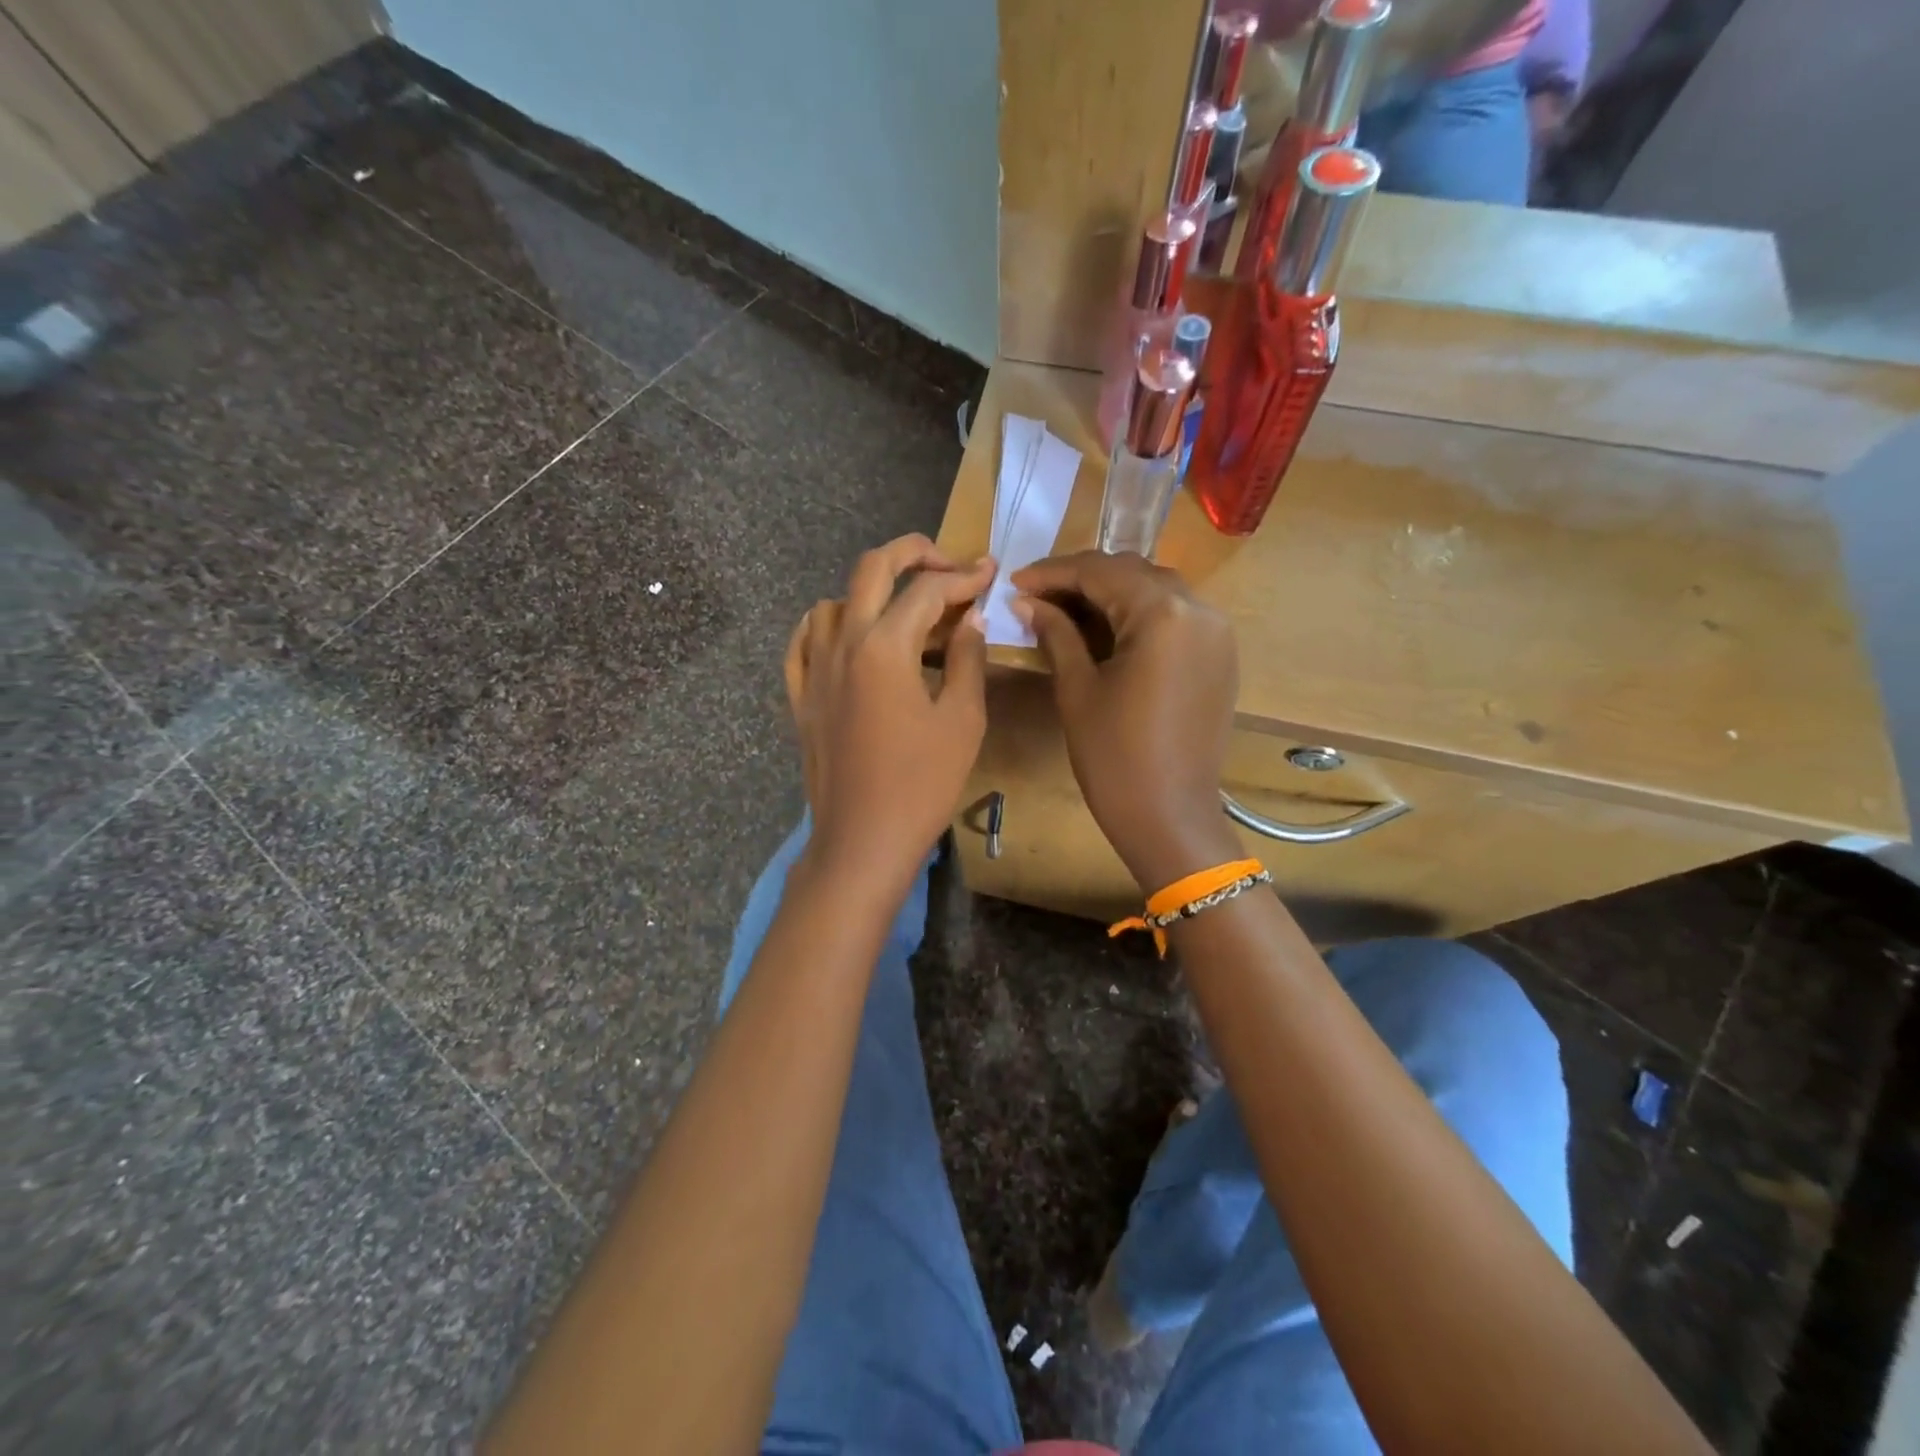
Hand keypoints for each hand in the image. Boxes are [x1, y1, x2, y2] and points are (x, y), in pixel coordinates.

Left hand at [784, 535, 993, 890]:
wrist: (863, 840)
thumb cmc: (922, 784)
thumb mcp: (962, 720)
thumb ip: (967, 660)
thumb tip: (970, 620)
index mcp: (885, 646)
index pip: (927, 590)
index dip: (963, 576)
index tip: (989, 572)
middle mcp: (843, 643)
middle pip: (871, 570)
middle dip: (912, 552)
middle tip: (946, 562)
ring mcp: (814, 670)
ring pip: (833, 602)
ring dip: (871, 592)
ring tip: (903, 613)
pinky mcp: (801, 698)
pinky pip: (803, 642)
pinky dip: (825, 626)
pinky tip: (845, 636)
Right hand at [1012, 552, 1240, 891]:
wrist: (1169, 816)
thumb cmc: (1114, 757)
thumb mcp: (1077, 689)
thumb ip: (1056, 633)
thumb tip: (1026, 601)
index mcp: (1162, 613)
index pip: (1100, 571)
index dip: (1053, 572)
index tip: (1015, 581)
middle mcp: (1199, 609)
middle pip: (1132, 573)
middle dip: (1082, 579)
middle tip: (1037, 596)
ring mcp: (1216, 632)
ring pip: (1156, 591)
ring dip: (1111, 594)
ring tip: (1067, 611)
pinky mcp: (1220, 656)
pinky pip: (1176, 617)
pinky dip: (1139, 614)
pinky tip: (1108, 630)